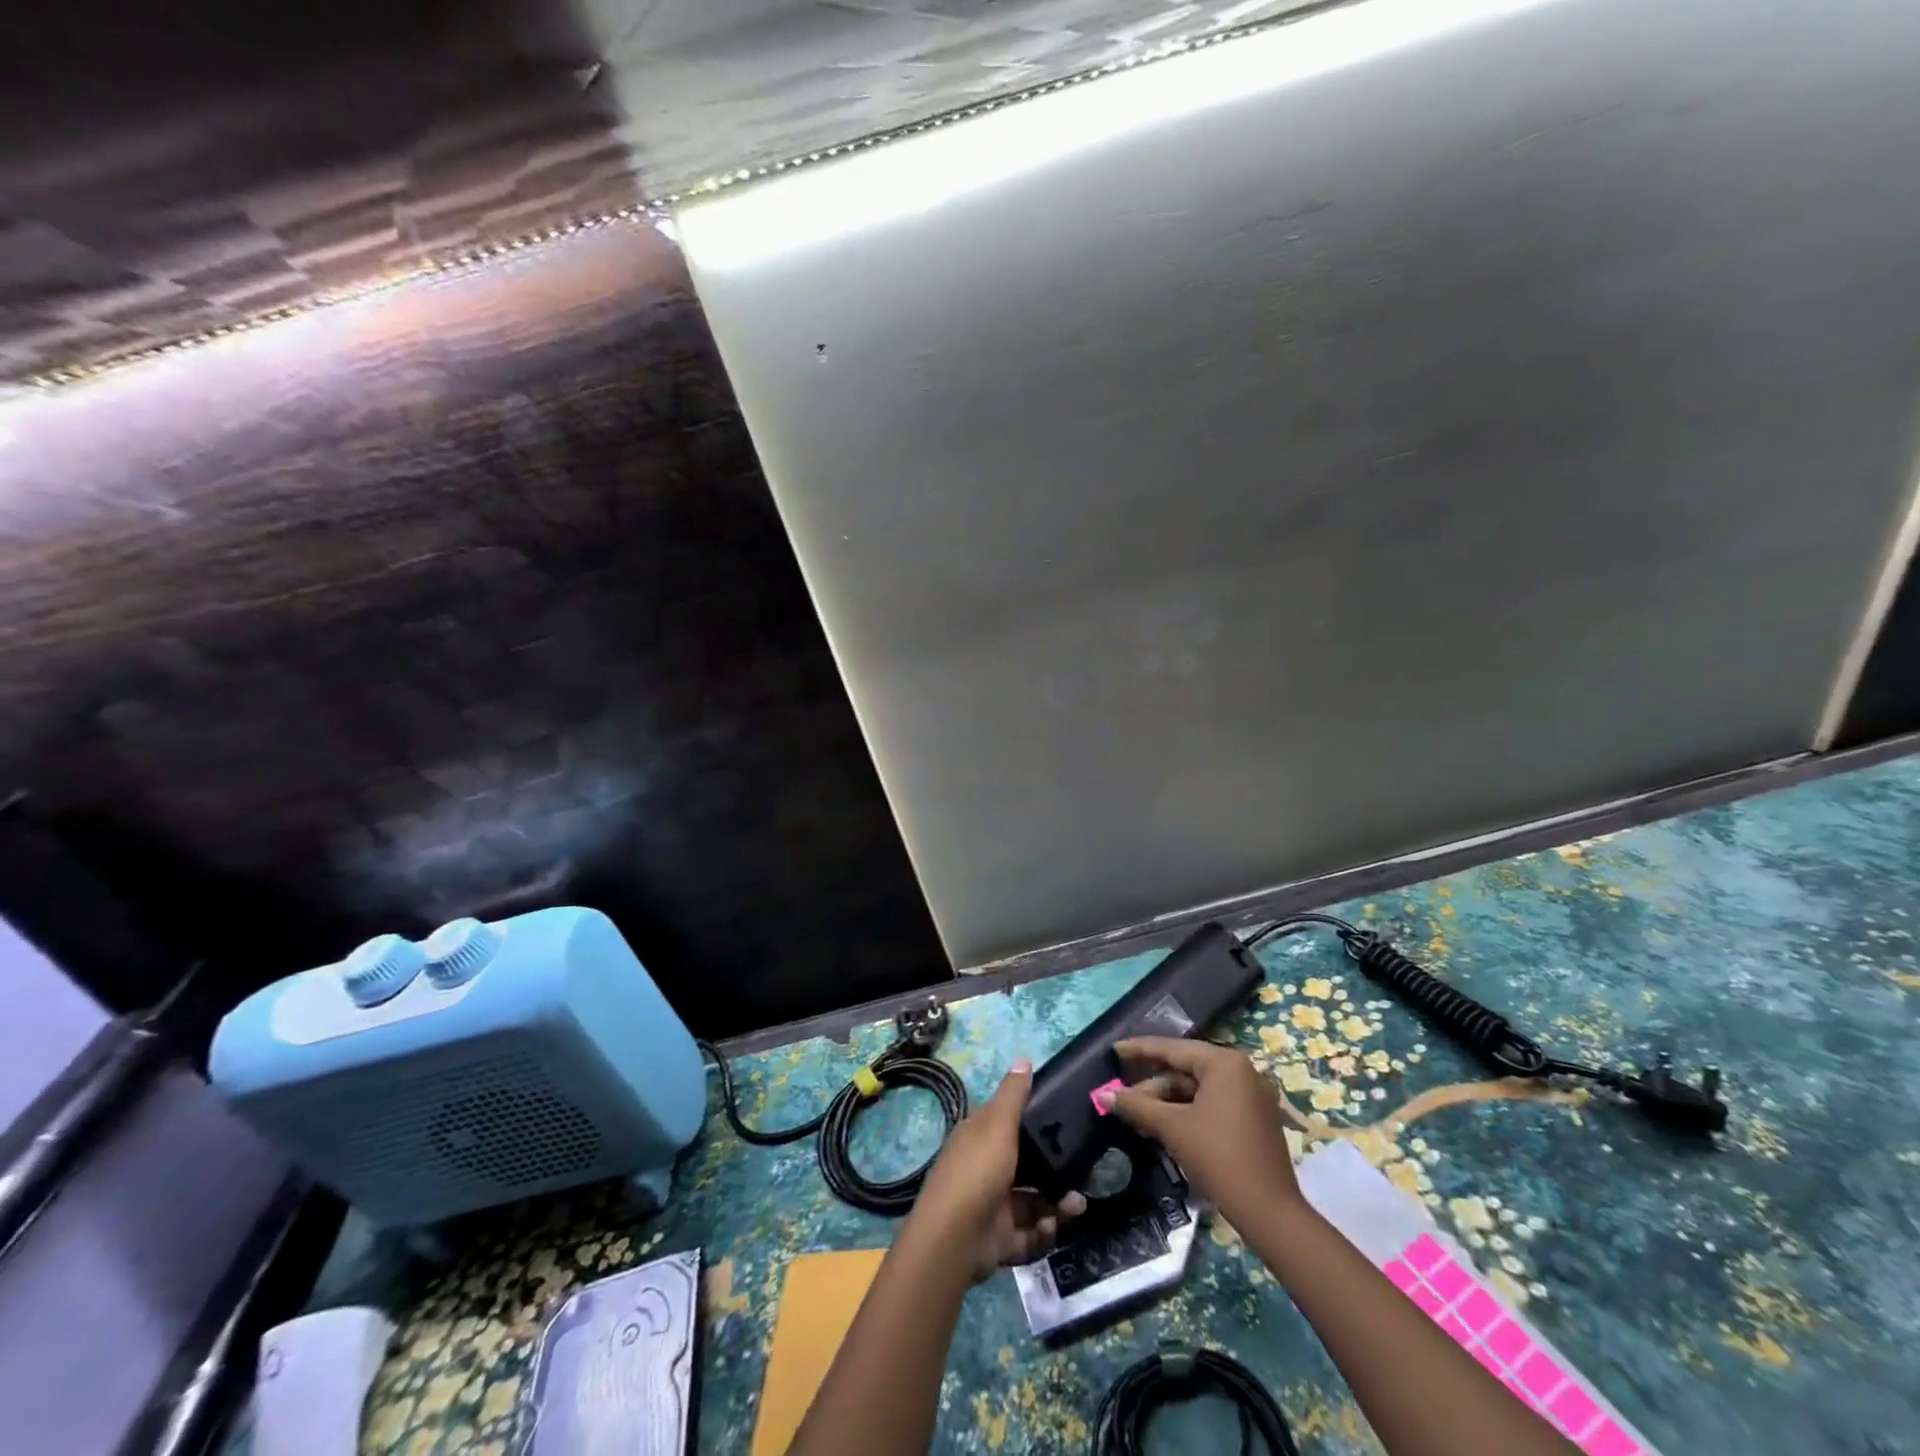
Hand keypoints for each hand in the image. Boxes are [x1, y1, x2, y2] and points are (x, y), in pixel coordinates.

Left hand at [908, 1058, 1086, 1281]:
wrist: (954, 1240)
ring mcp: (992, 1207)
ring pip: (1033, 1203)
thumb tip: (1023, 1057)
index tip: (1067, 1127)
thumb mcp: (997, 1125)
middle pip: (1027, 1167)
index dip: (1036, 1124)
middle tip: (1082, 1177)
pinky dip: (1042, 1233)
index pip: (1009, 1124)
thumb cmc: (977, 1172)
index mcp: (979, 1139)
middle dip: (1056, 1173)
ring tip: (1076, 1207)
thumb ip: (1013, 1095)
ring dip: (1057, 1204)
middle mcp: (985, 1169)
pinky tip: (1051, 1228)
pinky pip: (1028, 1235)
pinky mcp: (999, 1240)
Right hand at [1096, 1037, 1303, 1223]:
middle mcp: (1241, 1071)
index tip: (1114, 1050)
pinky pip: (1212, 1103)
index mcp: (1224, 1063)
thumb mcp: (1172, 1127)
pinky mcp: (1254, 1119)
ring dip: (1167, 1100)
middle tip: (1122, 1093)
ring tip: (1137, 1114)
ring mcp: (1251, 1095)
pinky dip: (1187, 1111)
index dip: (1139, 1049)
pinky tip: (1163, 1124)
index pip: (1173, 1049)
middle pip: (1185, 1069)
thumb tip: (1105, 1095)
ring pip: (1198, 1089)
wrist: (1268, 1212)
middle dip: (1152, 1083)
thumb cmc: (1218, 1157)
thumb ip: (1137, 1106)